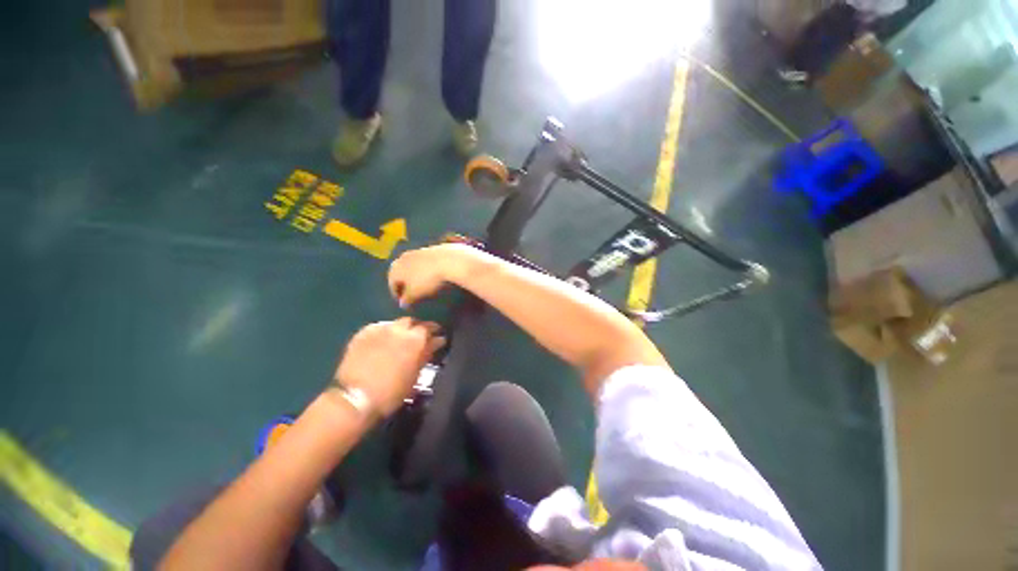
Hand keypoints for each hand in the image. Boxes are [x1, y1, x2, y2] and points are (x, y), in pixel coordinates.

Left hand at [333, 318, 445, 415]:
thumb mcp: (415, 375)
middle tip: (417, 339)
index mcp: (416, 339)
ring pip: (395, 323)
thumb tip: (436, 342)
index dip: (434, 333)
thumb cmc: (392, 392)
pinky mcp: (362, 333)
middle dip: (416, 328)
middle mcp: (399, 329)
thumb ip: (426, 355)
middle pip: (412, 322)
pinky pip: (378, 327)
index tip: (437, 339)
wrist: (356, 398)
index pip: (430, 328)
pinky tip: (382, 341)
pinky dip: (384, 332)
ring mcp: (379, 329)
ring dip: (400, 329)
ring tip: (399, 339)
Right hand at [388, 243, 480, 306]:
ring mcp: (419, 251)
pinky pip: (429, 263)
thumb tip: (403, 304)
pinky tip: (439, 277)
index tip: (407, 305)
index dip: (399, 296)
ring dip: (419, 277)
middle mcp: (404, 257)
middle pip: (403, 274)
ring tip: (429, 287)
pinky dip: (431, 270)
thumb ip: (406, 300)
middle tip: (416, 296)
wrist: (451, 261)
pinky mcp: (434, 248)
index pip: (392, 285)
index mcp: (396, 268)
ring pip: (416, 267)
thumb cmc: (429, 280)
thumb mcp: (415, 295)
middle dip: (408, 285)